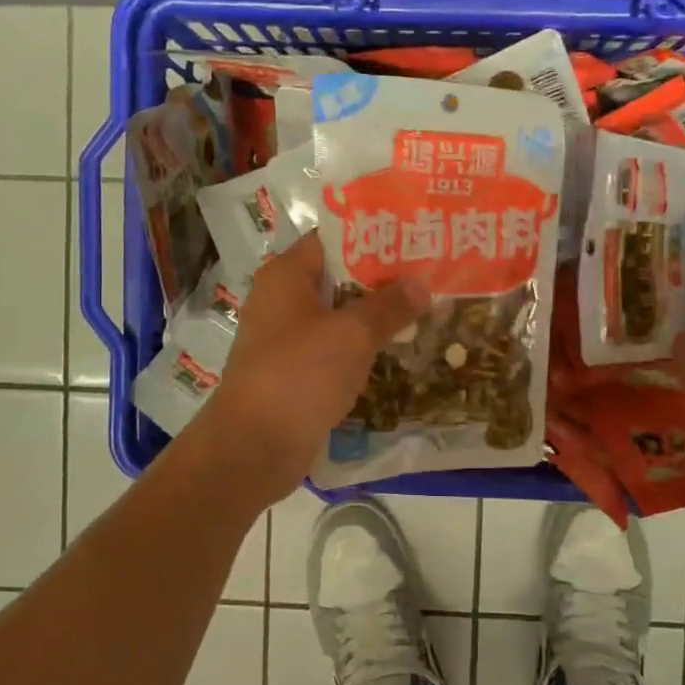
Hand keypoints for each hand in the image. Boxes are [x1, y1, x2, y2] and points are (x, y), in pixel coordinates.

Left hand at [191, 233, 428, 500]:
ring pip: (338, 317)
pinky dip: (360, 350)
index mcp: (286, 275)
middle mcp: (281, 300)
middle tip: (429, 276)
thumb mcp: (353, 334)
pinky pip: (333, 351)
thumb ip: (389, 305)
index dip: (373, 237)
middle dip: (382, 280)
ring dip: (374, 318)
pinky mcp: (293, 373)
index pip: (332, 239)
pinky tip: (397, 352)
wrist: (255, 447)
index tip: (414, 239)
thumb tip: (421, 283)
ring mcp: (285, 339)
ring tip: (424, 311)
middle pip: (338, 278)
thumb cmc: (301, 374)